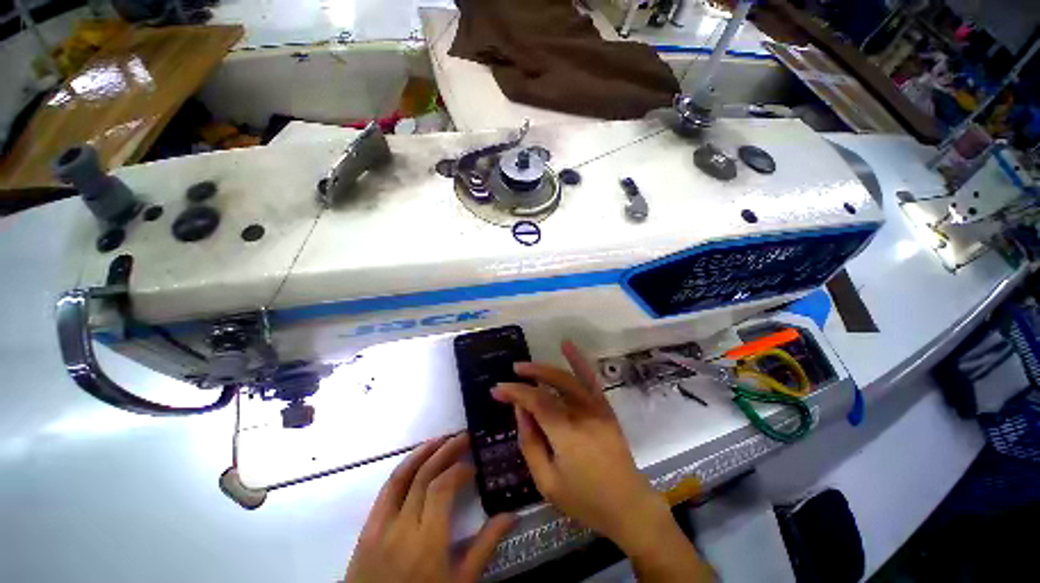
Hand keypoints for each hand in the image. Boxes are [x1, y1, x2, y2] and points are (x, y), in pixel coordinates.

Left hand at [344, 434, 514, 582]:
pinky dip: (403, 469)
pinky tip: (416, 461)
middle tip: (464, 437)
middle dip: (446, 451)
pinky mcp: (367, 529)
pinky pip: (386, 490)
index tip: (473, 467)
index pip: (442, 488)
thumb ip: (485, 546)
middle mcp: (402, 528)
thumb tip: (512, 515)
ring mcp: (380, 526)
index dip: (459, 470)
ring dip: (423, 452)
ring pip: (401, 476)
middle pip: (424, 476)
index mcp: (427, 542)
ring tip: (442, 439)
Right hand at [493, 341, 712, 581]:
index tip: (497, 390)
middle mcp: (583, 414)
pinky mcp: (605, 407)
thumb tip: (520, 411)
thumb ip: (530, 443)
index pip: (536, 402)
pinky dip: (577, 360)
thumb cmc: (584, 500)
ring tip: (527, 365)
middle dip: (529, 375)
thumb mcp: (547, 482)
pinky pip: (590, 379)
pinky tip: (566, 345)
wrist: (628, 505)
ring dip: (546, 367)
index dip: (515, 392)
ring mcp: (597, 408)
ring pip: (569, 378)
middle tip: (511, 373)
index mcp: (566, 434)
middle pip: (552, 384)